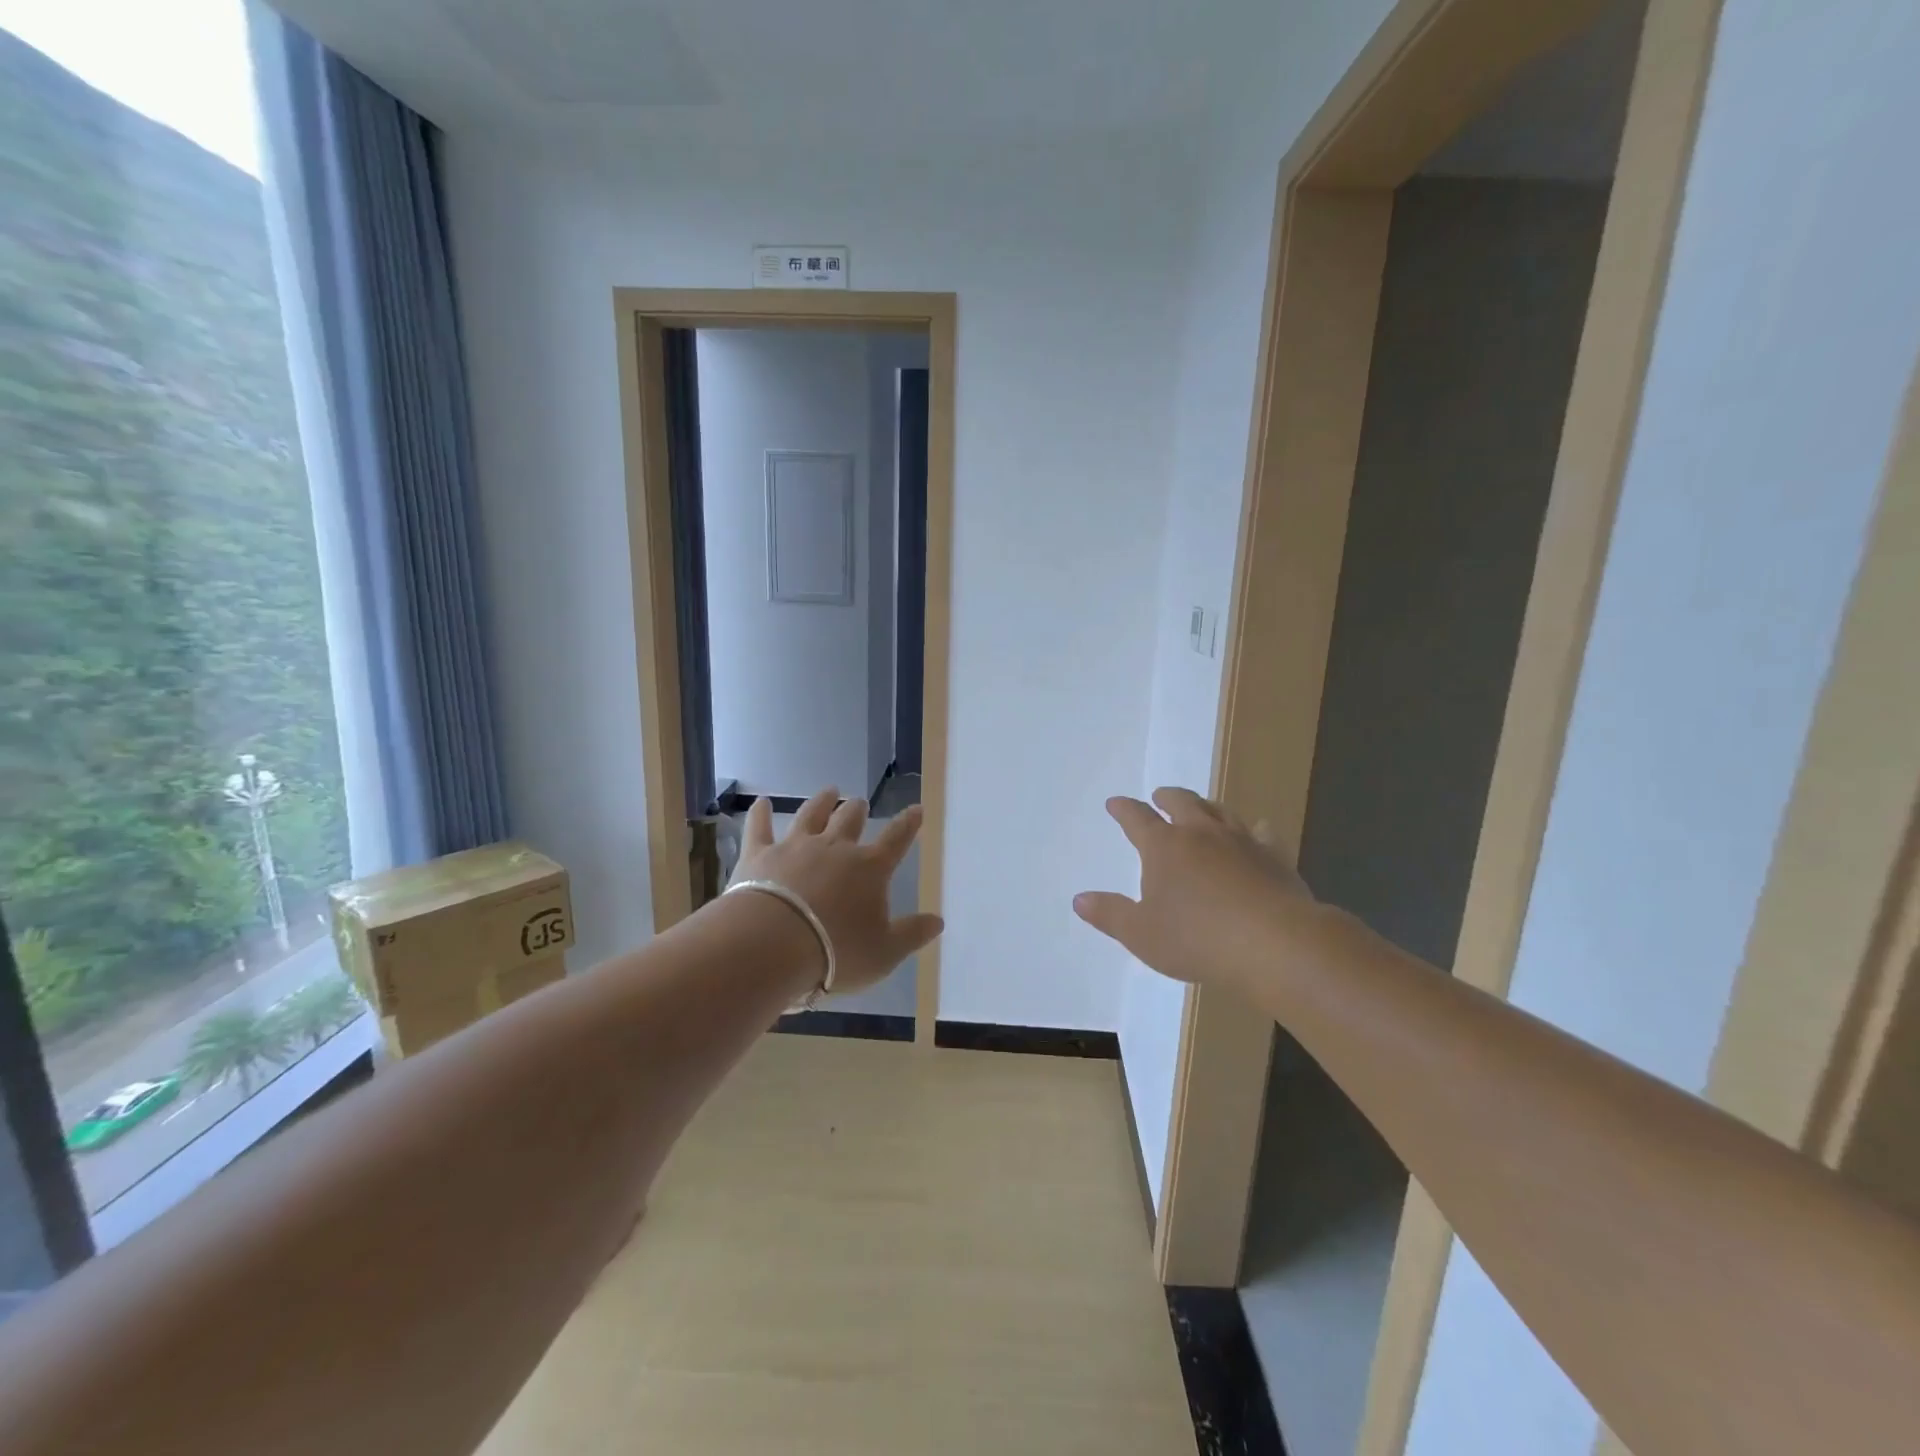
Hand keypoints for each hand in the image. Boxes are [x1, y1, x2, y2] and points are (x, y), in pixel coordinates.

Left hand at [732, 788, 943, 995]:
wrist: (773, 945)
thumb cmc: (836, 952)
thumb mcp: (885, 952)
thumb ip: (912, 934)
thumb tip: (938, 920)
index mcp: (869, 868)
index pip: (896, 840)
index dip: (908, 824)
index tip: (916, 809)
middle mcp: (834, 848)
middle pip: (850, 820)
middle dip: (857, 810)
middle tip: (859, 802)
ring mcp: (795, 847)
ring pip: (811, 815)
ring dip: (822, 802)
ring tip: (829, 791)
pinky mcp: (759, 855)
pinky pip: (760, 827)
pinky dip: (761, 813)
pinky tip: (761, 802)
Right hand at [1074, 787, 1322, 999]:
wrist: (1274, 944)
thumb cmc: (1197, 939)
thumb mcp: (1141, 934)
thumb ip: (1110, 914)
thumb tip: (1080, 899)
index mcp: (1163, 847)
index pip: (1137, 819)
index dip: (1124, 809)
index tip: (1115, 803)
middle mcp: (1201, 834)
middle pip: (1182, 803)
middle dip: (1167, 798)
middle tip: (1160, 796)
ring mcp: (1241, 842)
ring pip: (1220, 811)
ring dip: (1206, 806)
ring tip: (1202, 807)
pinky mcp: (1274, 857)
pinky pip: (1264, 834)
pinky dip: (1256, 829)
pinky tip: (1259, 830)